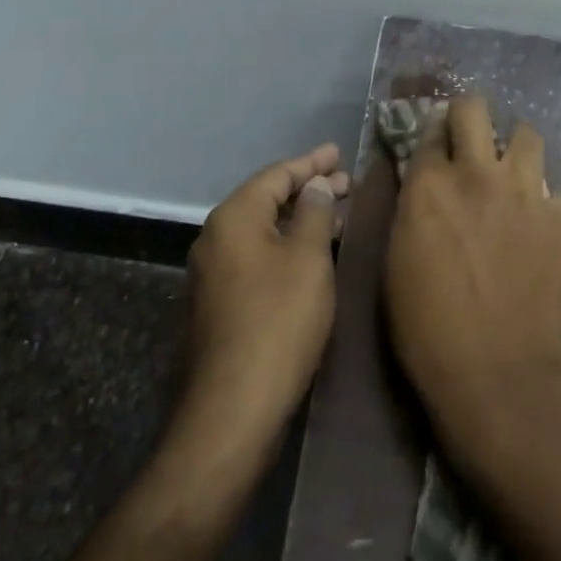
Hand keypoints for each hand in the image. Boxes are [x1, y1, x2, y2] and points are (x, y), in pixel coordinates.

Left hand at [181, 144, 347, 465]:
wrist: (233, 406)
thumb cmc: (278, 320)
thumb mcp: (308, 259)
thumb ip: (315, 213)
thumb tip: (316, 185)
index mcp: (234, 217)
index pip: (276, 174)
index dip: (311, 162)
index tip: (339, 153)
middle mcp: (216, 236)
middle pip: (267, 199)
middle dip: (308, 190)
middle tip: (346, 183)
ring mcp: (213, 271)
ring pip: (263, 230)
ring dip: (299, 219)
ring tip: (336, 214)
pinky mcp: (218, 302)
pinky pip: (256, 255)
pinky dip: (285, 245)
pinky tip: (311, 254)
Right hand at [384, 98, 560, 448]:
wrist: (500, 376)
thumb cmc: (429, 330)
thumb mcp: (398, 263)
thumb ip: (412, 211)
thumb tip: (422, 189)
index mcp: (430, 184)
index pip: (430, 131)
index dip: (433, 137)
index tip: (437, 149)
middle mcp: (478, 174)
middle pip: (474, 108)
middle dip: (470, 117)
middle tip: (472, 143)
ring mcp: (527, 193)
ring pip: (527, 135)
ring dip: (517, 152)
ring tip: (515, 181)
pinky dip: (553, 210)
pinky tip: (547, 235)